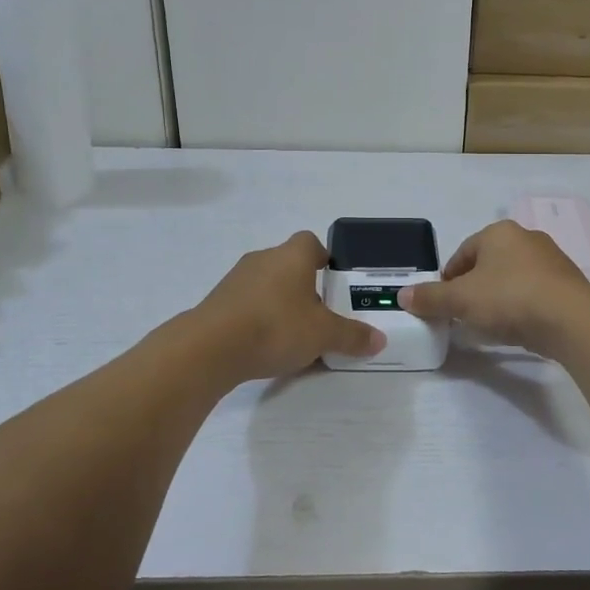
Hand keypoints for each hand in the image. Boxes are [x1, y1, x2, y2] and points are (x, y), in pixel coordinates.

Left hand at [190, 232, 384, 382]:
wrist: (210, 347)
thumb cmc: (276, 327)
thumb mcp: (323, 335)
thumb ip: (352, 336)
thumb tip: (379, 340)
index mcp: (292, 256)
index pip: (311, 242)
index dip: (323, 258)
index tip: (333, 281)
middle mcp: (263, 259)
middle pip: (289, 264)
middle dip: (304, 287)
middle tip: (319, 314)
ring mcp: (236, 279)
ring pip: (266, 285)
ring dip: (279, 303)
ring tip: (292, 334)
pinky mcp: (218, 302)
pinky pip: (247, 304)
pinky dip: (258, 318)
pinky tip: (264, 345)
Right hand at [400, 221, 589, 357]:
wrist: (570, 319)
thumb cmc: (509, 298)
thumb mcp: (461, 300)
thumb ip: (430, 297)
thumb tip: (403, 295)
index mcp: (499, 232)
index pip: (463, 252)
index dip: (448, 278)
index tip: (443, 303)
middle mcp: (526, 238)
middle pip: (488, 264)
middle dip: (474, 288)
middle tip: (464, 315)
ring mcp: (551, 260)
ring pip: (512, 278)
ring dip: (498, 298)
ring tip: (490, 324)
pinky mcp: (567, 284)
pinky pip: (534, 293)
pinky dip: (522, 307)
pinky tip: (517, 327)